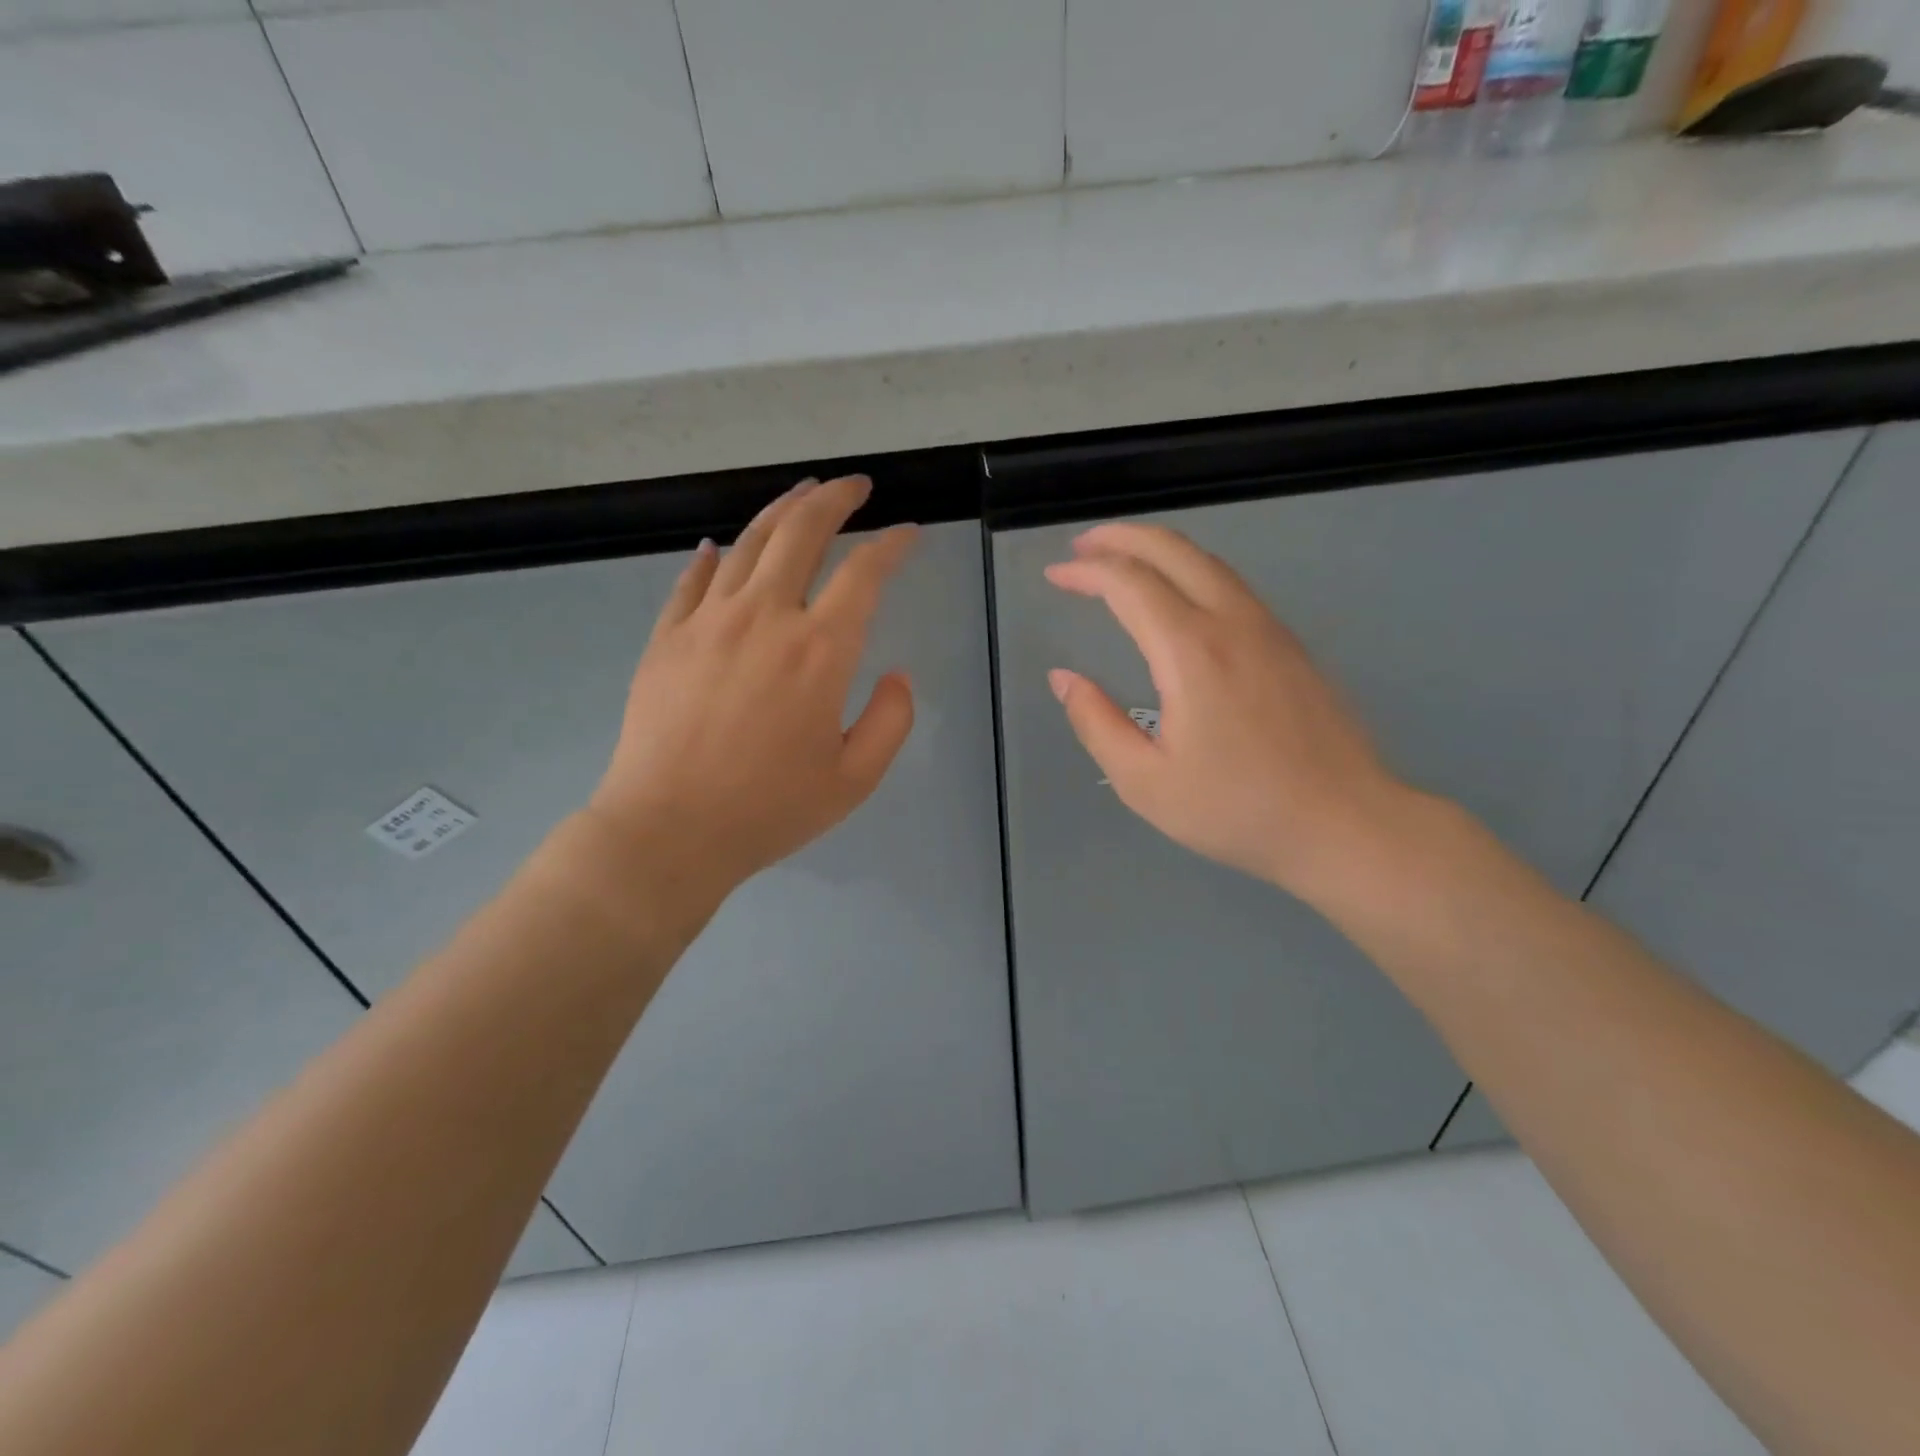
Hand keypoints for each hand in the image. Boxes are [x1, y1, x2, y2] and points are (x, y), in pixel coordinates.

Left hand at [585, 475, 917, 903]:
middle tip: (855, 486)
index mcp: (820, 651)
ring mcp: (708, 621)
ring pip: (748, 543)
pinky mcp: (667, 636)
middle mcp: (765, 617)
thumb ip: (891, 721)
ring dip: (781, 511)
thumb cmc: (769, 809)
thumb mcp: (854, 779)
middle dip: (835, 499)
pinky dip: (711, 556)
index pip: (864, 573)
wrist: (668, 830)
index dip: (892, 545)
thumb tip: (896, 674)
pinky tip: (718, 547)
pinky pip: (692, 579)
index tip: (909, 532)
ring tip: (801, 495)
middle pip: (802, 532)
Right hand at [1045, 522, 1414, 902]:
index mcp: (1191, 652)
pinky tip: (1176, 598)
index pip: (1129, 583)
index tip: (1055, 574)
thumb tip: (1064, 679)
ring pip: (1208, 562)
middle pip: (1173, 549)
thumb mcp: (1145, 783)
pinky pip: (1231, 585)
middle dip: (1121, 537)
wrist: (1346, 824)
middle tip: (1081, 545)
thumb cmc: (1237, 810)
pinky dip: (1190, 571)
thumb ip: (1096, 724)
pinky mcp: (1290, 645)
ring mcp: (1269, 629)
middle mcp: (1232, 622)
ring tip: (1121, 561)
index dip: (1086, 570)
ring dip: (1158, 550)